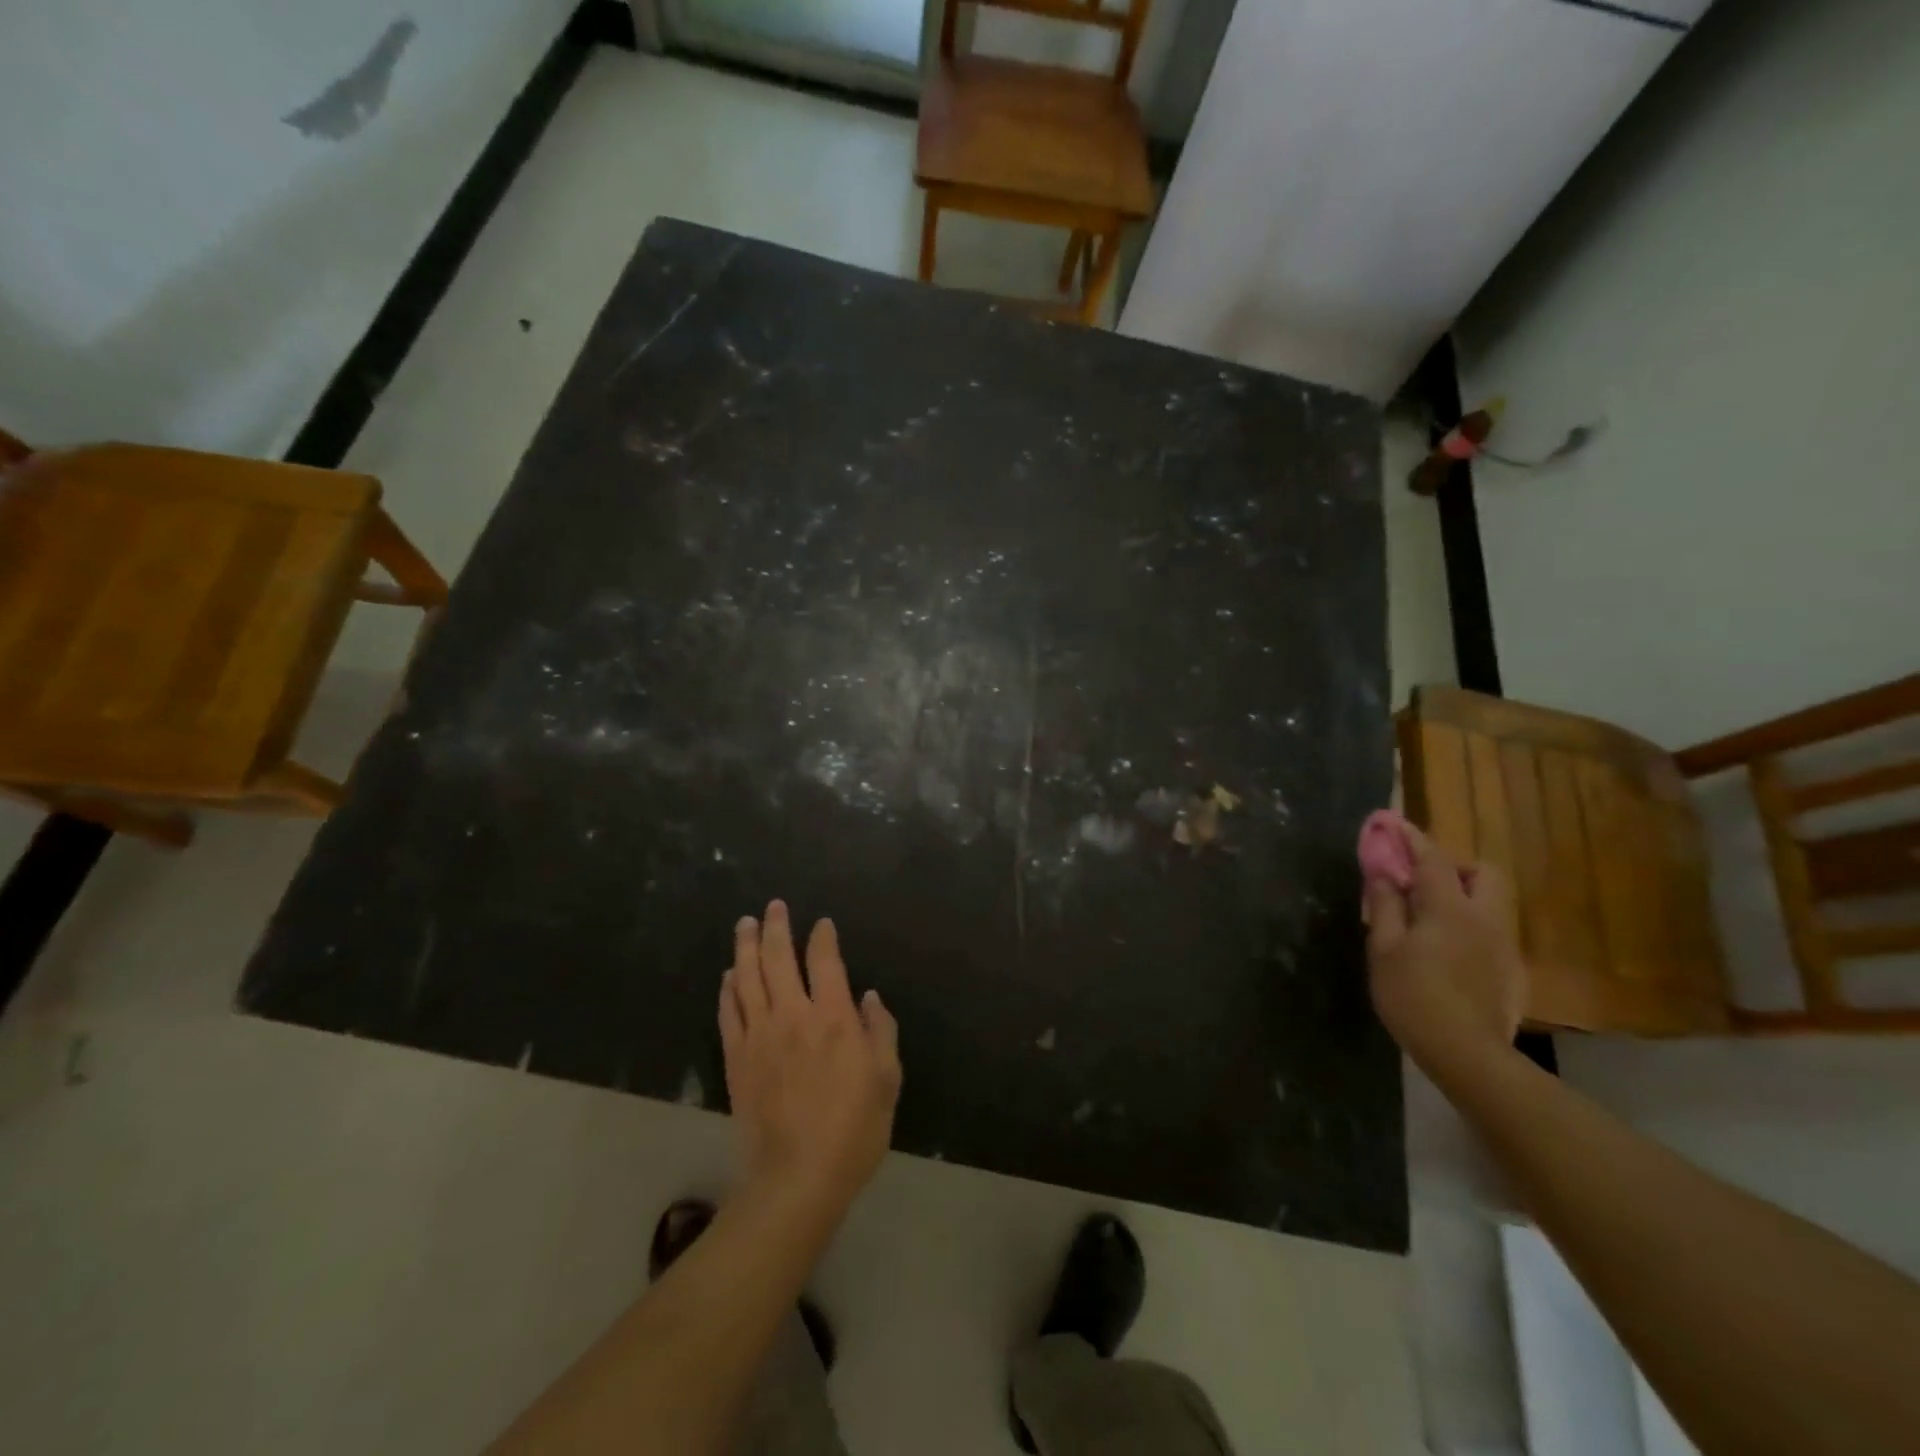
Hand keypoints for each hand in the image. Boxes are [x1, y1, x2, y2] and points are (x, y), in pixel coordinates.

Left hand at [719, 901, 901, 1215]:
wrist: (798, 1178)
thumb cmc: (854, 1129)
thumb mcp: (887, 1079)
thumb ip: (880, 1030)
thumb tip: (868, 996)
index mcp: (834, 1018)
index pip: (825, 961)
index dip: (823, 937)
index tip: (822, 924)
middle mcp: (793, 1015)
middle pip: (778, 958)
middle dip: (775, 927)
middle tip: (773, 907)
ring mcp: (759, 1036)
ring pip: (747, 978)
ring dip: (745, 947)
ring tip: (744, 924)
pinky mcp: (736, 1059)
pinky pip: (728, 1012)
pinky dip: (728, 988)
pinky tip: (729, 975)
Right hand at [1363, 826, 1526, 1071]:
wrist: (1466, 1054)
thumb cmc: (1413, 995)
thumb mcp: (1384, 948)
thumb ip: (1385, 905)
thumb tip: (1382, 873)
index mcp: (1450, 908)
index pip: (1432, 859)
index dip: (1411, 837)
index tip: (1392, 822)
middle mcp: (1486, 918)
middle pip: (1482, 873)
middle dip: (1452, 867)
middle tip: (1419, 883)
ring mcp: (1504, 945)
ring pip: (1491, 902)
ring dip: (1462, 896)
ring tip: (1428, 918)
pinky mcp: (1511, 970)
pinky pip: (1491, 930)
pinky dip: (1469, 925)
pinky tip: (1445, 953)